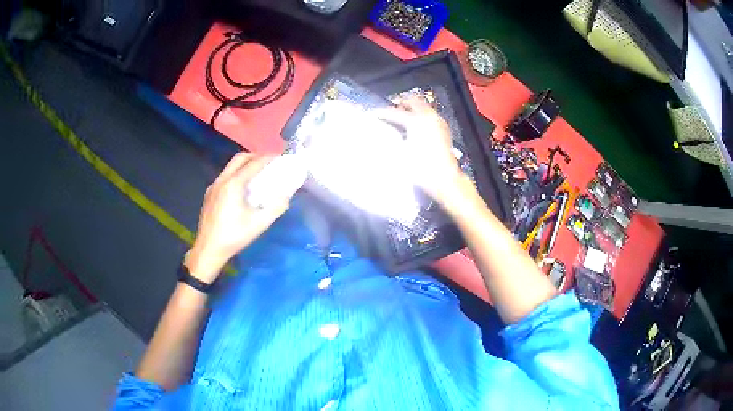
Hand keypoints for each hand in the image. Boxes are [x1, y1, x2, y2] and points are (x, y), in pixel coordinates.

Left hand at [185, 153, 303, 282]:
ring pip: (230, 167)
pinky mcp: (209, 194)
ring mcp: (213, 186)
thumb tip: (286, 196)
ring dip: (245, 165)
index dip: (267, 158)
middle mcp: (222, 180)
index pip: (253, 163)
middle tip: (268, 163)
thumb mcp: (259, 224)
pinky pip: (225, 177)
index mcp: (233, 185)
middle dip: (255, 156)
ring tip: (257, 174)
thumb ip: (275, 208)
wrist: (208, 249)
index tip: (279, 157)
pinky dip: (236, 174)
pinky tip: (242, 189)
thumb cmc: (234, 237)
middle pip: (239, 159)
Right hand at [374, 97, 464, 203]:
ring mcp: (438, 122)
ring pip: (423, 106)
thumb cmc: (420, 168)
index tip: (370, 114)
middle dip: (399, 104)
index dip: (380, 113)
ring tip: (400, 118)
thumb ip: (387, 139)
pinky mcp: (443, 129)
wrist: (444, 179)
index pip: (393, 112)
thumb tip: (375, 134)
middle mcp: (428, 117)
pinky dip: (420, 115)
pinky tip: (414, 127)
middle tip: (388, 112)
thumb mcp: (399, 154)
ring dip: (411, 109)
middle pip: (412, 101)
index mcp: (416, 121)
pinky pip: (430, 115)